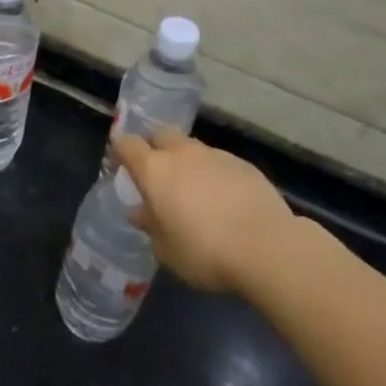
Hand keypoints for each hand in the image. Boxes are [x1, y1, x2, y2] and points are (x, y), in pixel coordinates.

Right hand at [113, 130, 295, 295]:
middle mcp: (182, 153)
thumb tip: (139, 212)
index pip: (127, 144)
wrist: (266, 246)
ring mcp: (215, 155)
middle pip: (160, 135)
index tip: (119, 163)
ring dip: (186, 161)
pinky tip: (224, 199)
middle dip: (154, 147)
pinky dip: (214, 173)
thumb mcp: (166, 249)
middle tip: (157, 173)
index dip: (120, 150)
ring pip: (192, 147)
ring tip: (194, 189)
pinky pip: (219, 162)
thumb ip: (150, 226)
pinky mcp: (243, 164)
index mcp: (155, 170)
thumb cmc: (204, 251)